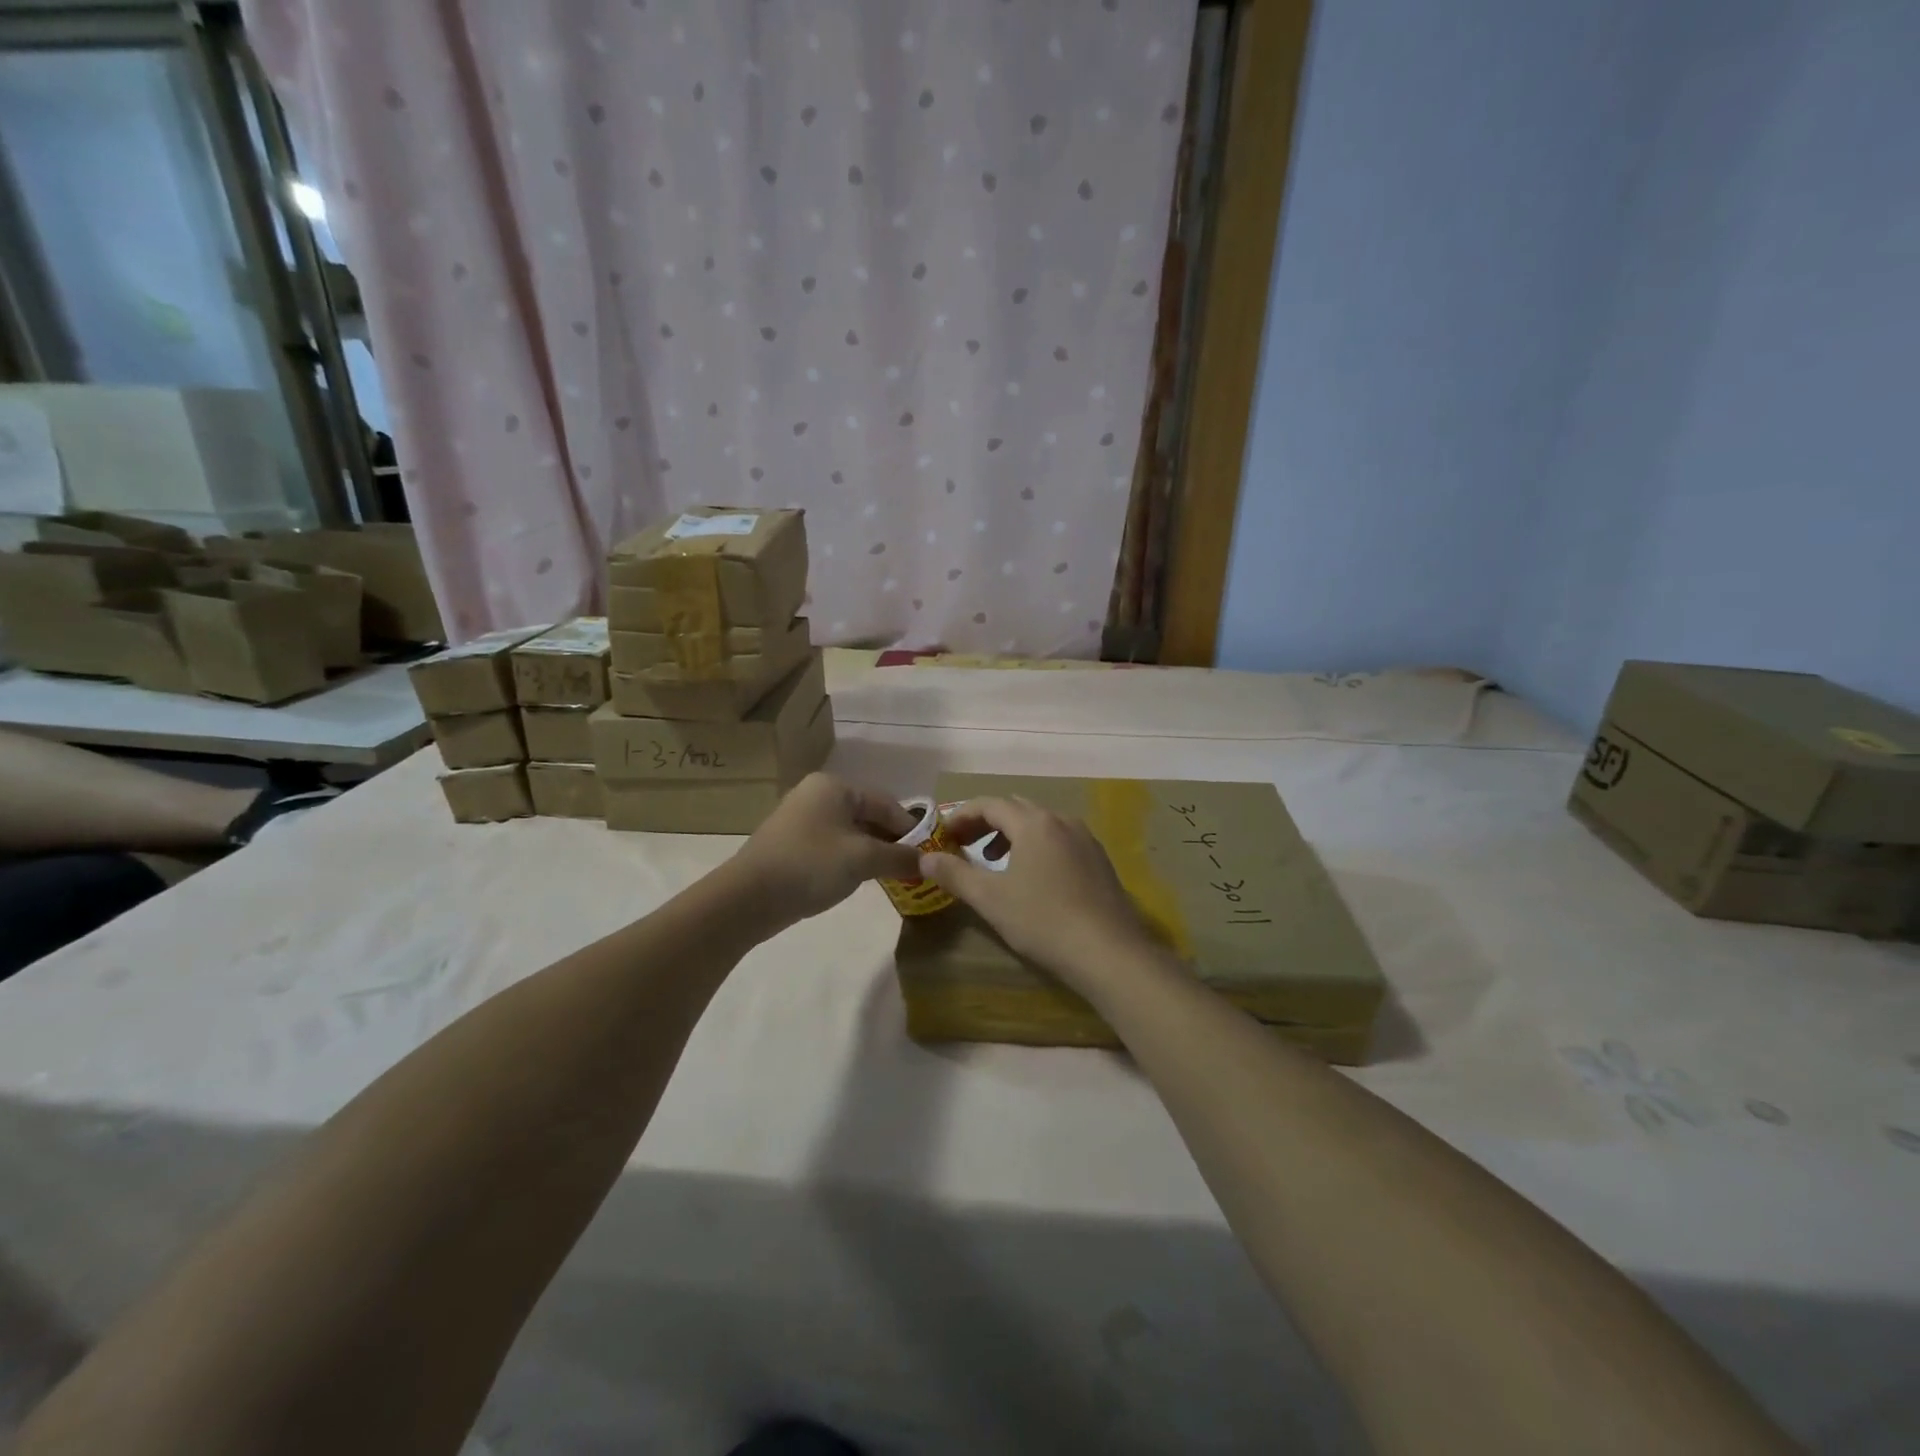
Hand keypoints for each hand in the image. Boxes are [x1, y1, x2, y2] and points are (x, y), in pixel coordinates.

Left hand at [727, 773, 920, 927]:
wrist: (748, 897)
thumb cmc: (811, 865)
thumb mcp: (863, 860)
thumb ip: (900, 857)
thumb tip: (928, 862)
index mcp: (835, 787)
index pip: (886, 803)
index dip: (910, 829)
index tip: (929, 854)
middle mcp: (817, 794)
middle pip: (868, 815)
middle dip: (891, 841)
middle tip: (912, 867)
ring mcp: (801, 818)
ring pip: (851, 832)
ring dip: (872, 852)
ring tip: (891, 876)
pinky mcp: (791, 843)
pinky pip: (832, 845)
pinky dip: (850, 859)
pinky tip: (860, 880)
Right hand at [924, 797, 1156, 986]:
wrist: (1109, 952)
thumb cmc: (1043, 920)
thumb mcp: (990, 898)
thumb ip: (954, 874)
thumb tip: (924, 859)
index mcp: (1034, 823)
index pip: (989, 804)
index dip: (961, 815)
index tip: (943, 835)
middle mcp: (1062, 820)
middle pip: (1016, 809)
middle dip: (986, 823)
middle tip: (964, 846)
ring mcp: (1085, 839)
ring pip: (1040, 824)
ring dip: (1012, 835)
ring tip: (995, 863)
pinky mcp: (1099, 860)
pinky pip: (1060, 840)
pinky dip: (1037, 847)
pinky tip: (1033, 878)